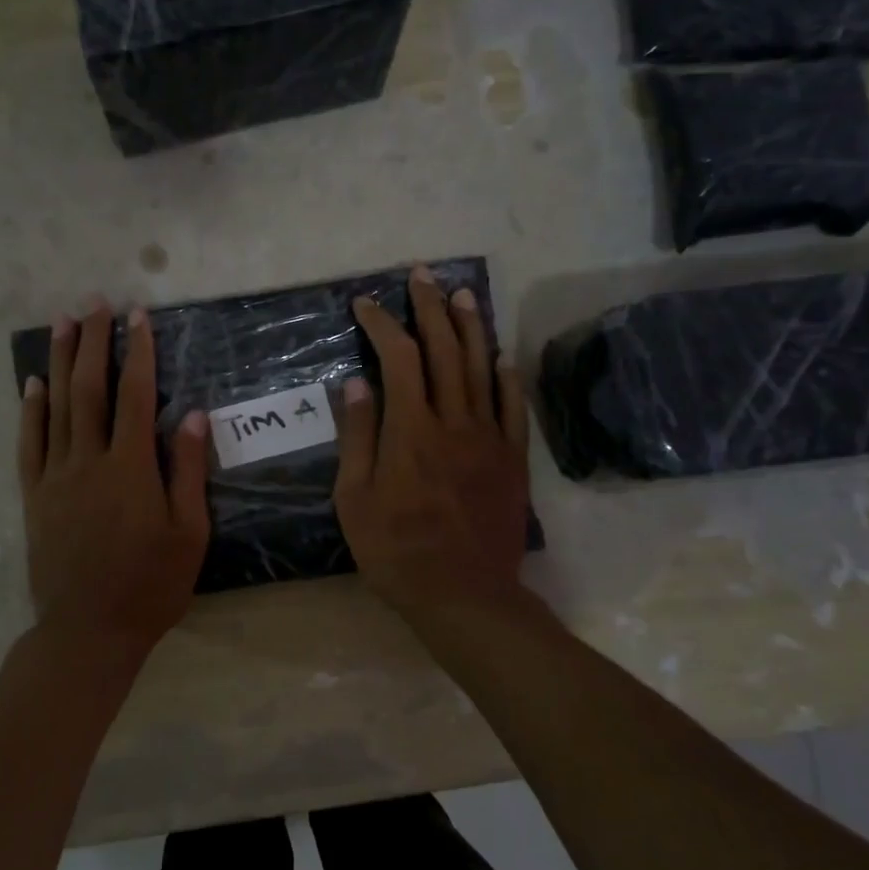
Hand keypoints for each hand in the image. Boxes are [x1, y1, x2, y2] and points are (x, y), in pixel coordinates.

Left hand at [19, 301, 210, 669]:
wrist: (88, 631)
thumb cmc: (151, 585)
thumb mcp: (189, 533)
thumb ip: (188, 470)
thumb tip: (192, 414)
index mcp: (130, 468)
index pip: (134, 395)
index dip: (137, 352)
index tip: (137, 316)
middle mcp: (88, 461)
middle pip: (89, 389)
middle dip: (93, 342)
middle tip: (93, 303)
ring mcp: (55, 477)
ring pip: (55, 407)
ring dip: (60, 361)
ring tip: (62, 323)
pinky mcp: (34, 496)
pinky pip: (29, 443)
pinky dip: (30, 409)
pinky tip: (32, 383)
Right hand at [335, 266, 531, 617]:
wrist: (464, 595)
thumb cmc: (397, 551)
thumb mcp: (355, 499)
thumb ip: (357, 437)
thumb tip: (356, 382)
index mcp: (411, 430)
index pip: (399, 358)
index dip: (382, 324)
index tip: (365, 304)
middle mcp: (454, 422)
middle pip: (445, 350)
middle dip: (430, 308)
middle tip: (421, 275)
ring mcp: (489, 438)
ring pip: (482, 369)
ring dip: (471, 327)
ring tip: (462, 294)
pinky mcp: (512, 460)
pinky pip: (513, 408)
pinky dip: (507, 377)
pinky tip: (502, 356)